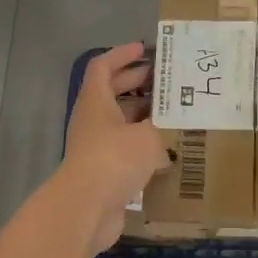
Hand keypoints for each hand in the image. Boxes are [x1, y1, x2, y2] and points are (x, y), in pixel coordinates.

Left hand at [59, 42, 172, 250]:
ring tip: (171, 114)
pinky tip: (166, 151)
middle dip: (136, 83)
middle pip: (111, 93)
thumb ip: (160, 126)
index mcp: (96, 101)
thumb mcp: (148, 134)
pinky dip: (142, 146)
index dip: (122, 54)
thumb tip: (165, 132)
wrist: (87, 208)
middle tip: (163, 80)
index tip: (143, 48)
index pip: (103, 66)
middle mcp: (92, 121)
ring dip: (141, 116)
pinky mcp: (103, 173)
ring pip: (119, 123)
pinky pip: (124, 151)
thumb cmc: (115, 158)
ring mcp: (95, 148)